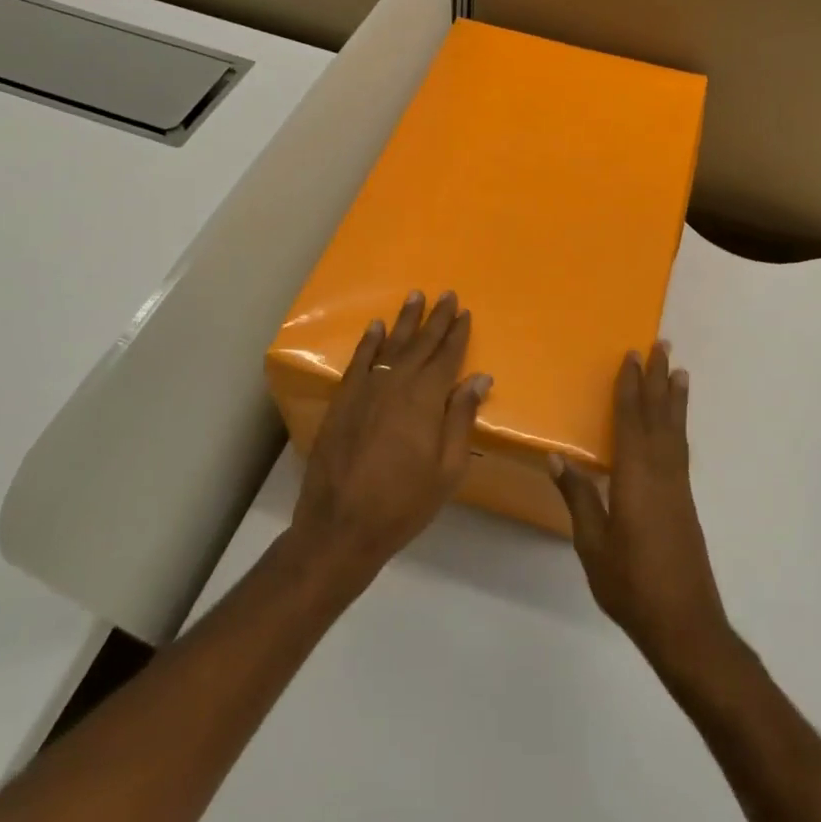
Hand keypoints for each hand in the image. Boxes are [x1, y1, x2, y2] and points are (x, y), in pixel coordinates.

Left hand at [288, 290, 491, 592]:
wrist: (341, 526)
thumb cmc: (404, 503)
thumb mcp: (448, 468)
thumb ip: (461, 418)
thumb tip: (480, 378)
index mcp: (425, 400)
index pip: (446, 357)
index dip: (457, 334)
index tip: (465, 312)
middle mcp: (396, 385)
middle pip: (420, 345)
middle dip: (436, 319)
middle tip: (447, 295)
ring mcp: (365, 391)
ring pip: (390, 347)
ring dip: (404, 321)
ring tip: (415, 297)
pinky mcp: (342, 402)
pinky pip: (359, 362)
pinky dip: (369, 343)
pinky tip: (376, 327)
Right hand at [552, 343, 733, 677]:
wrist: (684, 622)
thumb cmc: (631, 584)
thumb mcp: (592, 543)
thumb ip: (579, 497)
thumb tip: (557, 456)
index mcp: (635, 478)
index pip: (631, 420)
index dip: (630, 387)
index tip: (631, 356)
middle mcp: (661, 473)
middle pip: (659, 416)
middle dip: (658, 379)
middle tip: (661, 345)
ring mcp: (678, 487)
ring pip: (675, 430)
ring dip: (674, 398)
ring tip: (678, 371)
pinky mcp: (685, 501)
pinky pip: (680, 448)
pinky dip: (678, 425)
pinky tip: (676, 425)